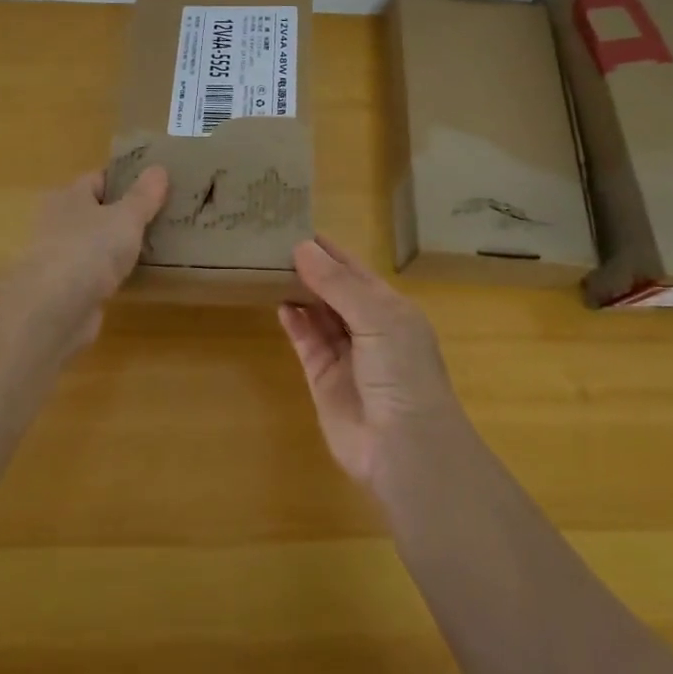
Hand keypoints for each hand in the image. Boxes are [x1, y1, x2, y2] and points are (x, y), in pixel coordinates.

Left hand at [7, 166, 168, 355]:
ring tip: (160, 245)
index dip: (125, 179)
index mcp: (69, 197)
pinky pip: (99, 274)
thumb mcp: (125, 217)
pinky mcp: (69, 291)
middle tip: (164, 215)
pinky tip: (141, 277)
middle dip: (126, 214)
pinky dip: (116, 274)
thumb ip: (143, 195)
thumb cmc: (88, 250)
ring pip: (99, 245)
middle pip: (98, 212)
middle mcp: (60, 223)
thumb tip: (158, 168)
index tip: (156, 184)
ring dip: (121, 247)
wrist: (53, 311)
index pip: (98, 179)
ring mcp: (63, 259)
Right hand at [277, 237, 464, 487]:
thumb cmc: (401, 372)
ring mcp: (345, 354)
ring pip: (317, 314)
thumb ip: (337, 283)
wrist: (405, 448)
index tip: (296, 226)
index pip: (355, 270)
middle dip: (309, 268)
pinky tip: (279, 304)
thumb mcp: (376, 317)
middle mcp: (368, 327)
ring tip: (267, 267)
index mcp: (390, 308)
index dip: (329, 250)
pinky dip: (294, 323)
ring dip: (297, 292)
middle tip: (271, 244)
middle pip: (333, 290)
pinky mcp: (323, 379)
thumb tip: (301, 247)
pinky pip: (306, 343)